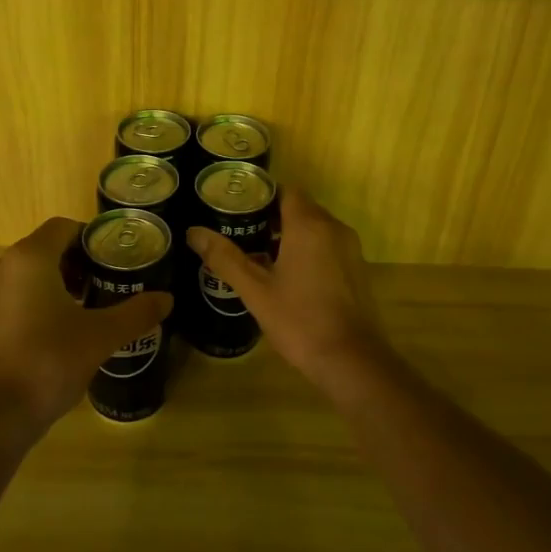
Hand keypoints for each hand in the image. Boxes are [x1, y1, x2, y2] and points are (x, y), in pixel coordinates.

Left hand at [0, 216, 172, 443]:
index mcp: (29, 258)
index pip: (63, 227)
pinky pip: (12, 296)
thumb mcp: (101, 337)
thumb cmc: (48, 362)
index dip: (91, 239)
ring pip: (27, 274)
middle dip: (77, 263)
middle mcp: (1, 266)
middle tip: (106, 285)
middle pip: (45, 249)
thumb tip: (167, 299)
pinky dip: (35, 301)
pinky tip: (57, 332)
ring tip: (86, 309)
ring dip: (56, 283)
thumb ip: (135, 313)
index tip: (114, 260)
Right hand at [187, 189, 390, 388]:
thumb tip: (193, 232)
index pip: (286, 190)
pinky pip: (327, 246)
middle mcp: (333, 228)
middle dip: (271, 216)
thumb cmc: (300, 320)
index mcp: (309, 225)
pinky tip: (286, 276)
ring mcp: (349, 249)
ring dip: (289, 234)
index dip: (262, 195)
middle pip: (300, 207)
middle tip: (240, 231)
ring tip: (257, 253)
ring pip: (315, 228)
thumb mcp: (255, 290)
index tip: (237, 207)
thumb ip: (225, 258)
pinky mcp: (357, 269)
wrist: (352, 361)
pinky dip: (307, 250)